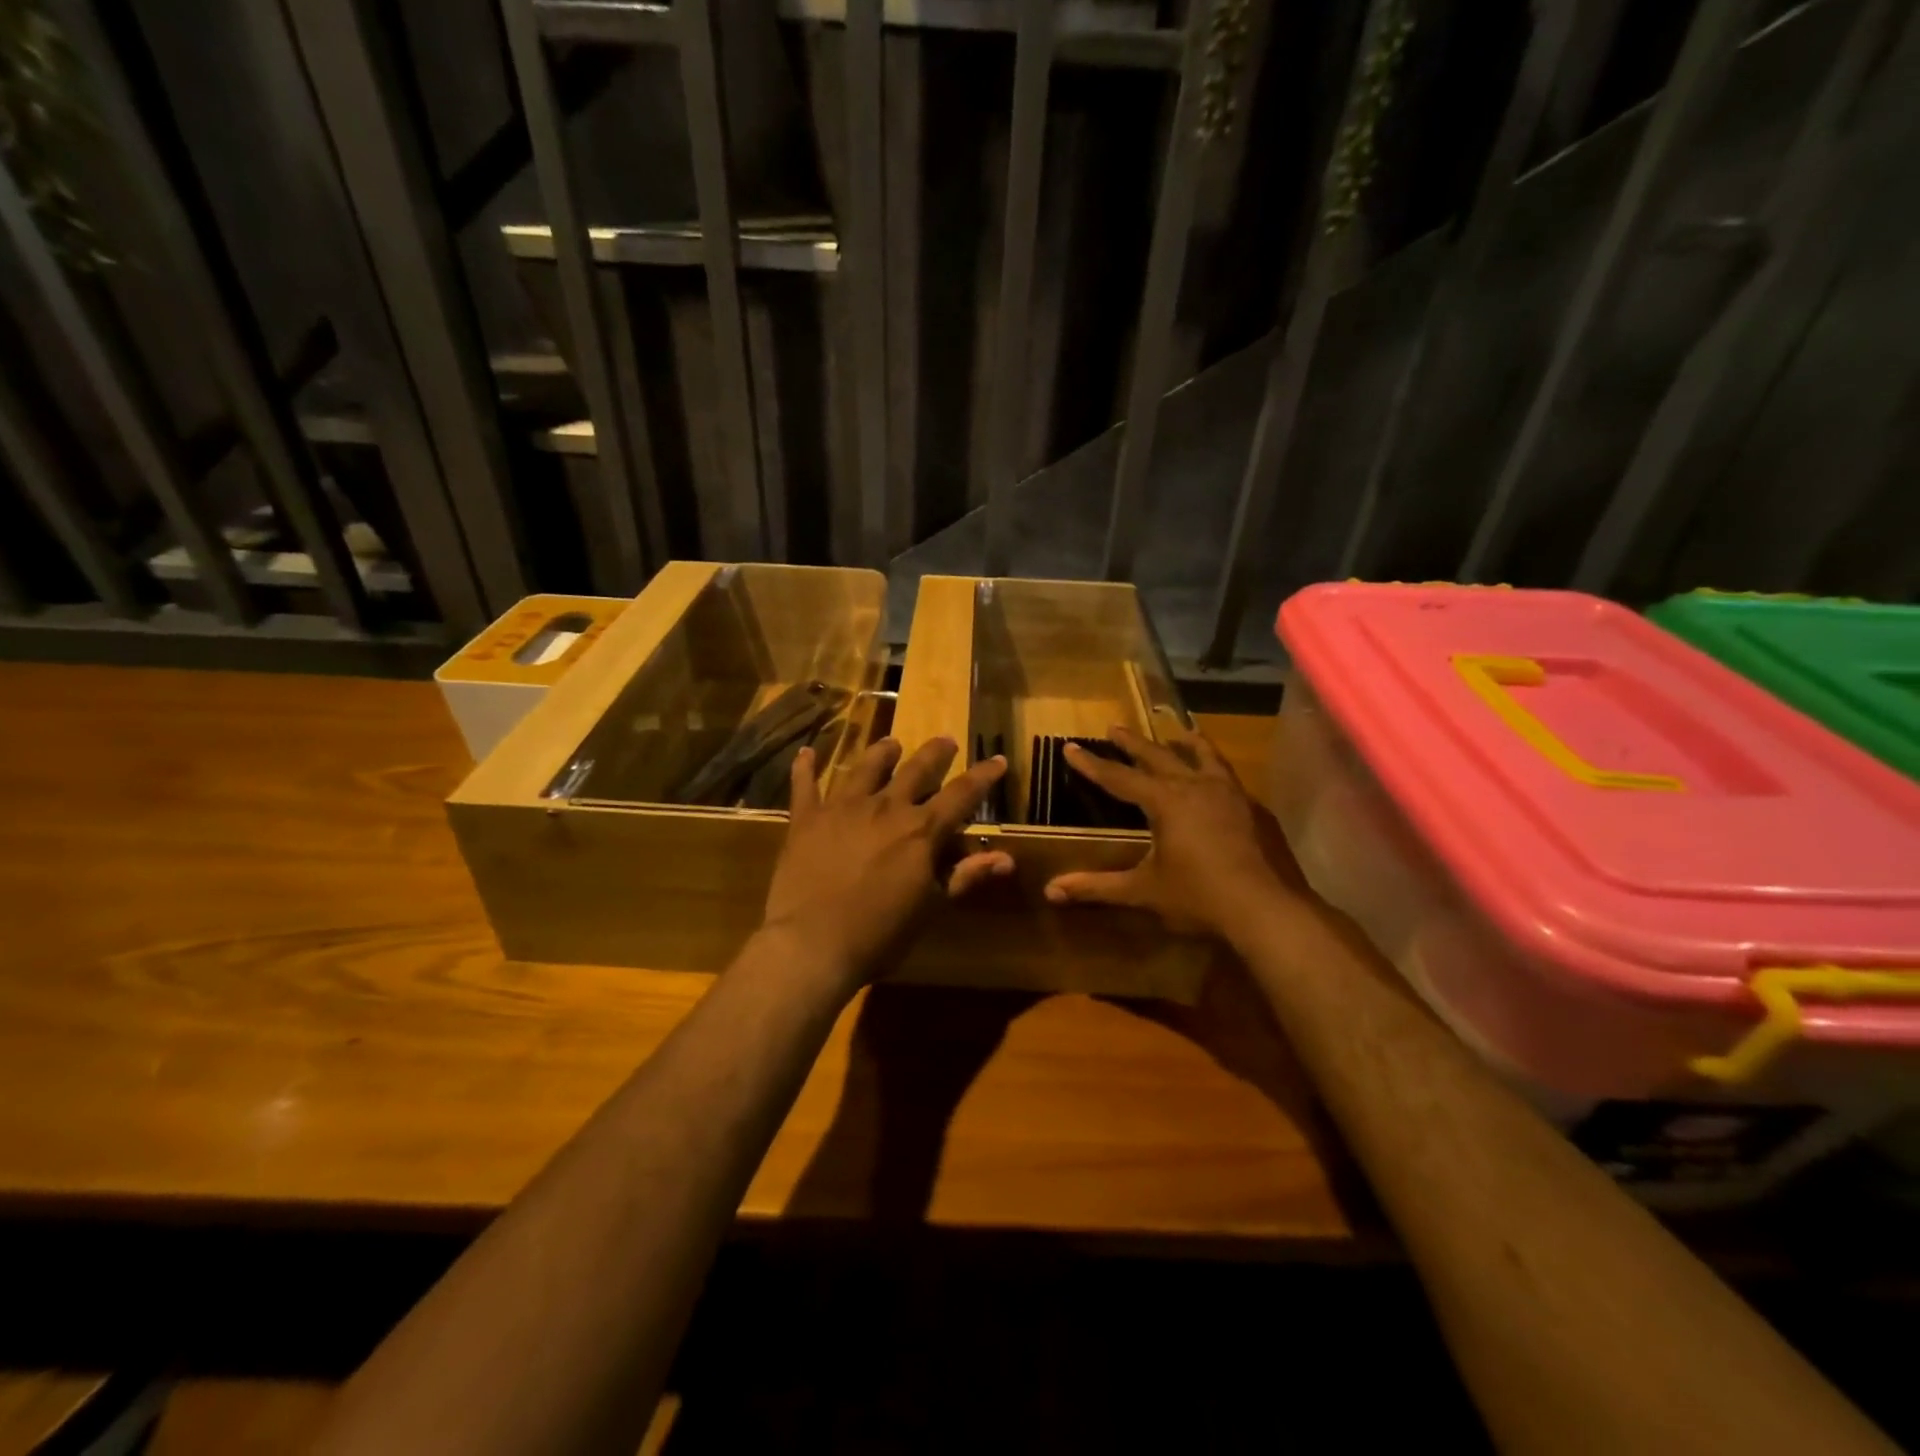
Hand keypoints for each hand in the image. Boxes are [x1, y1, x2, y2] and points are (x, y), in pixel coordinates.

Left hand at [760, 736, 1012, 988]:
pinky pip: (805, 786)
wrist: (812, 944)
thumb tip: (1006, 859)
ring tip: (891, 744)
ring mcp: (843, 808)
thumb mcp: (930, 908)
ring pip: (866, 768)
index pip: (962, 795)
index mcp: (921, 830)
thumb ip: (965, 876)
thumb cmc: (879, 934)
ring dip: (882, 753)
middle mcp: (885, 808)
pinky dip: (806, 768)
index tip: (998, 759)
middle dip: (934, 753)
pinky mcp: (806, 819)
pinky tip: (806, 753)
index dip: (983, 776)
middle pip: (916, 770)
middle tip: (945, 740)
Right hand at [1043, 725, 1307, 939]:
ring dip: (1186, 744)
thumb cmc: (1199, 897)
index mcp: (1165, 801)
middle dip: (1133, 743)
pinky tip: (1218, 779)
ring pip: (1204, 757)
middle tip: (1115, 727)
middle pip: (1159, 756)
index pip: (1118, 778)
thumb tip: (1050, 891)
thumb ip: (1097, 888)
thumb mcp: (1143, 891)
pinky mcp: (1255, 809)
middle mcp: (1196, 786)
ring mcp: (1231, 794)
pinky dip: (1216, 768)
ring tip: (1180, 732)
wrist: (1267, 909)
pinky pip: (1229, 777)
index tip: (1070, 746)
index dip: (1092, 764)